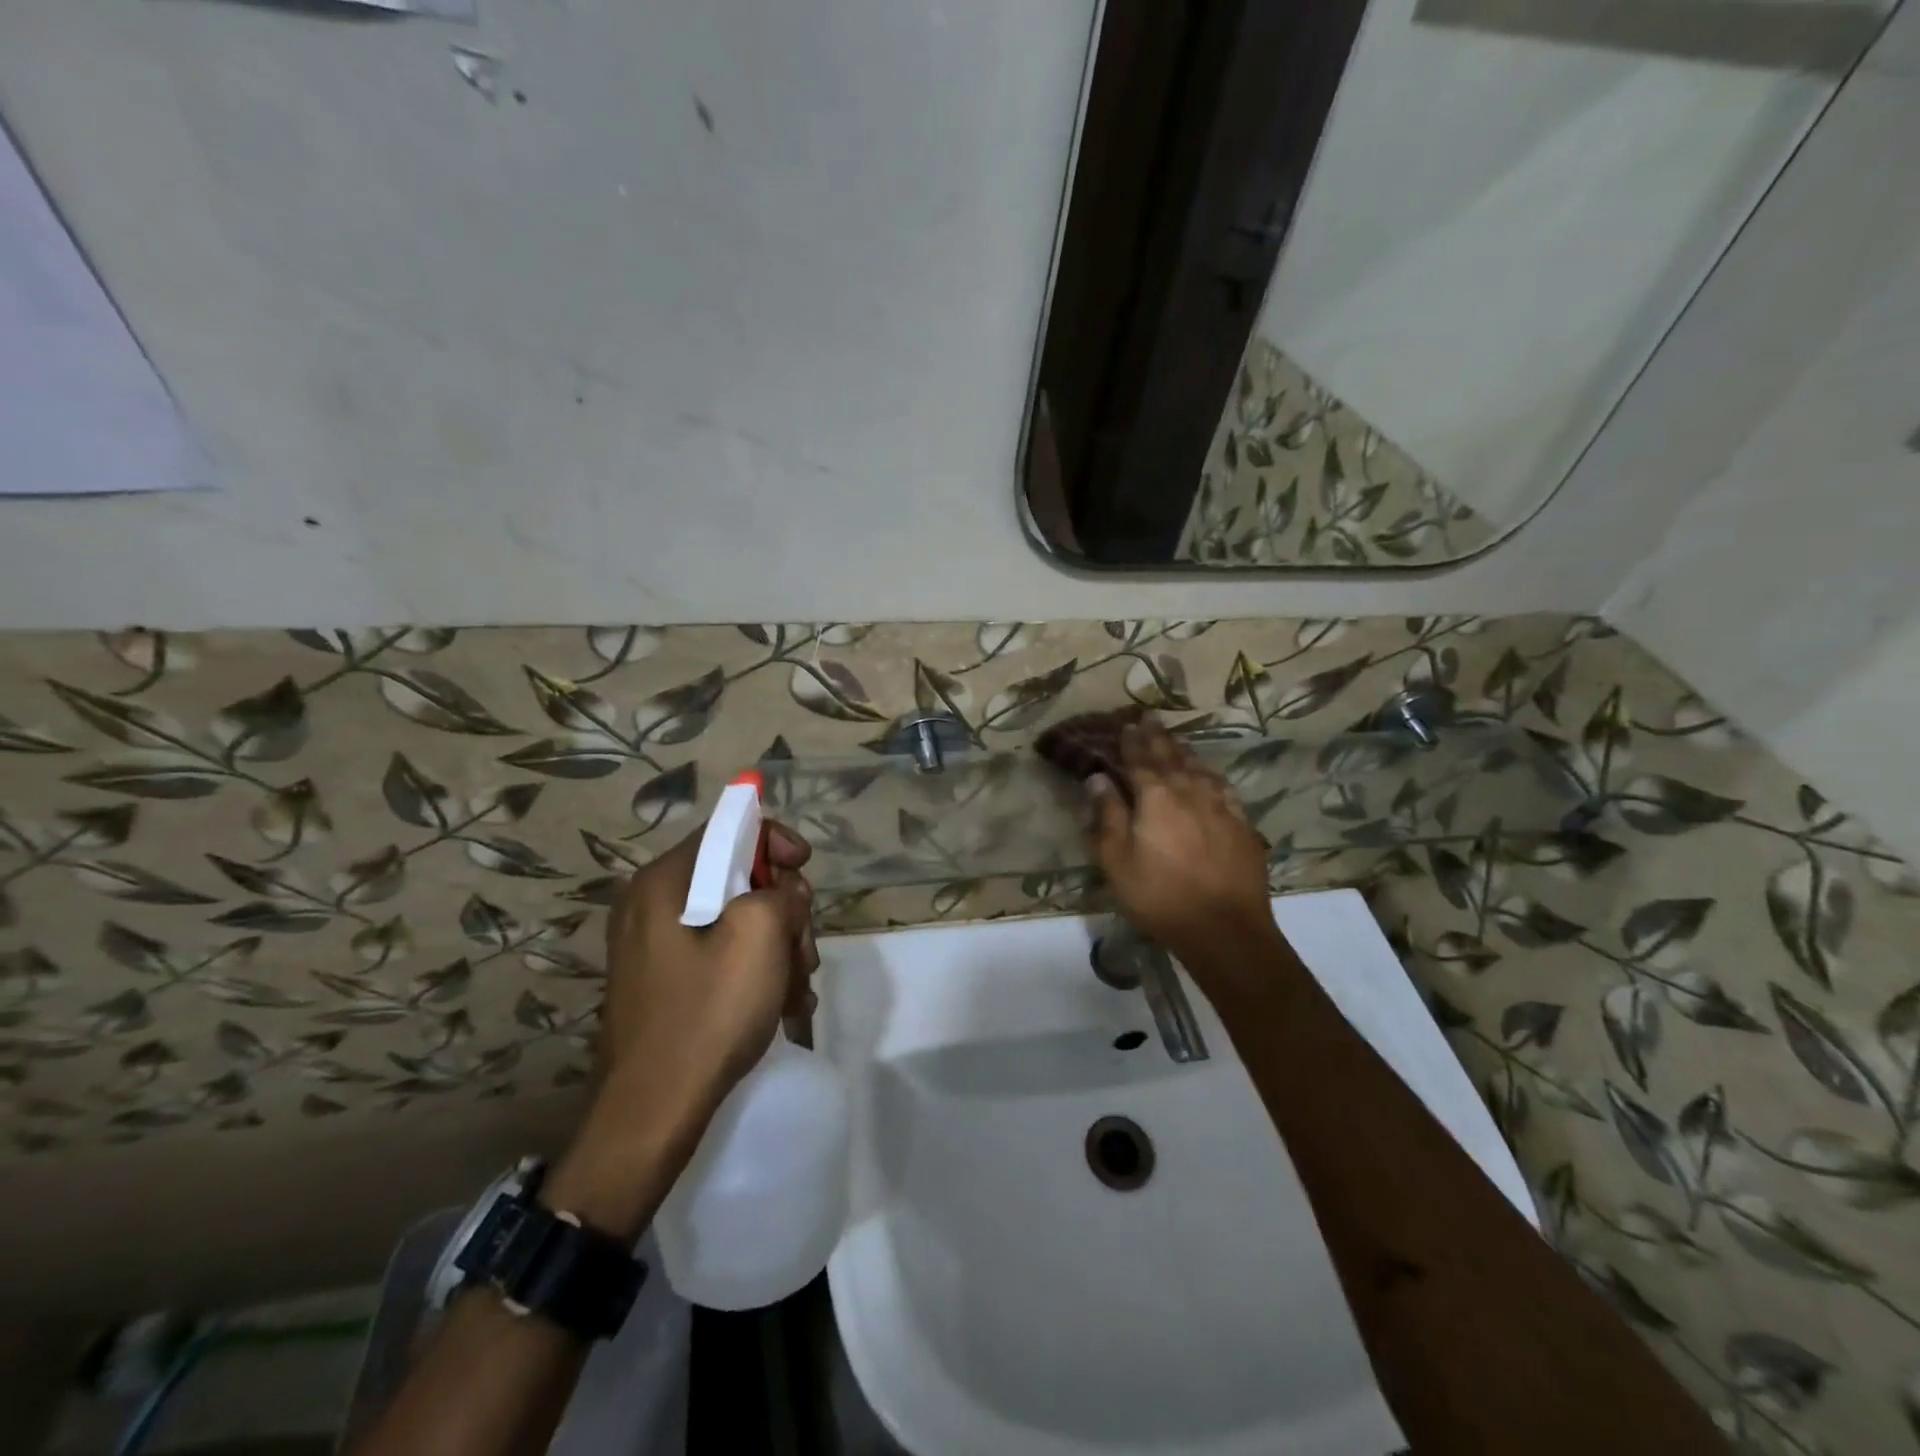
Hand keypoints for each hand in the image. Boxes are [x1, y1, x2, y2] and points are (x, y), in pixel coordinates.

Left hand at [547, 818, 817, 1237]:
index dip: (774, 840)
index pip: (727, 830)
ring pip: (737, 922)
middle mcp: (652, 906)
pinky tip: (782, 1006)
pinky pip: (721, 957)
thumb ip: (780, 892)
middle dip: (783, 910)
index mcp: (663, 882)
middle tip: (802, 947)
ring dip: (778, 948)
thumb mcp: (759, 935)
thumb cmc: (708, 1012)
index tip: (804, 866)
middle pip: (737, 879)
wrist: (653, 1113)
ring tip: (797, 988)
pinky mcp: (666, 984)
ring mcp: (657, 949)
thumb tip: (782, 895)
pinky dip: (756, 973)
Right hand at [1085, 719, 1277, 973]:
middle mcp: (1189, 791)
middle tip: (1150, 717)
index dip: (1131, 741)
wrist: (1224, 928)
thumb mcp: (1117, 861)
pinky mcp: (1243, 824)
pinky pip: (1224, 788)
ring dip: (1185, 751)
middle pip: (1171, 756)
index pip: (1139, 760)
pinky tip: (1210, 775)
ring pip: (1200, 768)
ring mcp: (1221, 806)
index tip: (1126, 723)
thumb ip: (1107, 815)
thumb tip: (1098, 777)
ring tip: (1176, 739)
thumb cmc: (1159, 896)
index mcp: (1155, 796)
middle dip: (1157, 736)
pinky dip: (1212, 775)